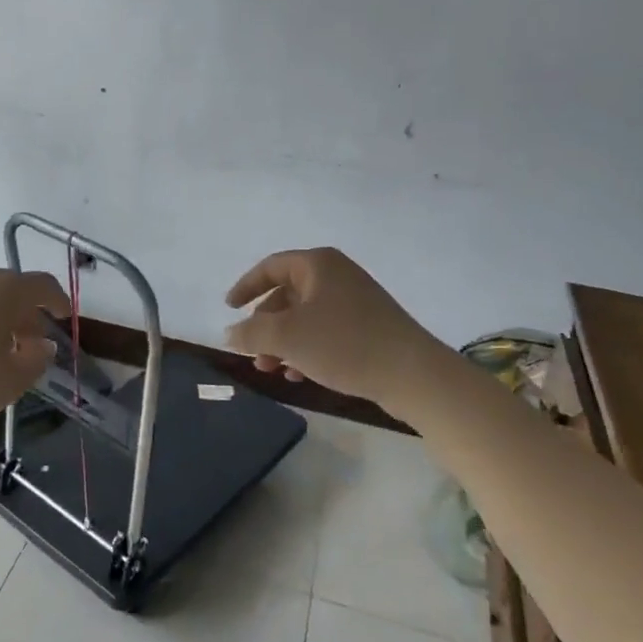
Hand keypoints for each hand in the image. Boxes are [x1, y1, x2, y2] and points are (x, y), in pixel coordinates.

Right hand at [224, 248, 441, 408]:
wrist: (413, 374)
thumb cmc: (344, 343)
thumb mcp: (287, 337)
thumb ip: (251, 332)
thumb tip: (229, 332)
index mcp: (318, 265)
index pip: (270, 267)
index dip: (245, 287)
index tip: (229, 308)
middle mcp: (337, 275)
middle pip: (286, 295)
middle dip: (265, 326)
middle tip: (253, 353)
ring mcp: (356, 301)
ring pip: (305, 318)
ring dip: (283, 343)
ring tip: (273, 371)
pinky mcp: (369, 327)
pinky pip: (326, 332)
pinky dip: (307, 350)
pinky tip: (300, 376)